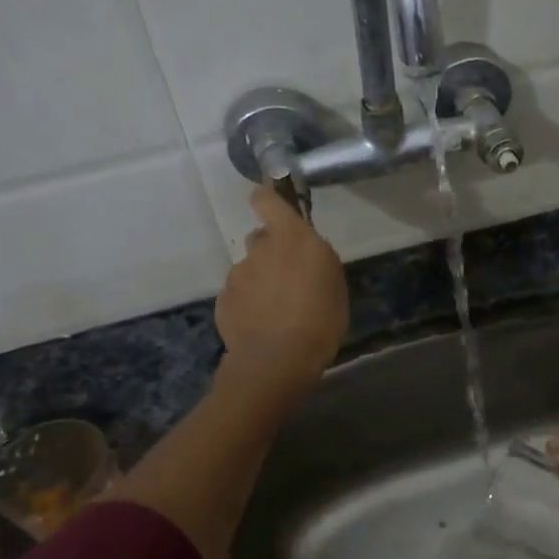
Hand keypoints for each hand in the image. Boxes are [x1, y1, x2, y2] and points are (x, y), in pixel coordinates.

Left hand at [215, 187, 348, 397]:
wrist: (277, 361)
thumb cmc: (319, 320)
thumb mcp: (334, 284)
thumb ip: (316, 259)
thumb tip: (304, 253)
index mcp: (292, 239)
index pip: (268, 200)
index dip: (268, 197)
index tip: (272, 201)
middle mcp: (260, 249)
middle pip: (261, 238)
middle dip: (272, 252)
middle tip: (289, 278)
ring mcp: (238, 274)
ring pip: (250, 269)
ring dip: (261, 281)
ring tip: (278, 311)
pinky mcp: (224, 300)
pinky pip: (239, 294)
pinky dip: (249, 304)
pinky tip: (262, 325)